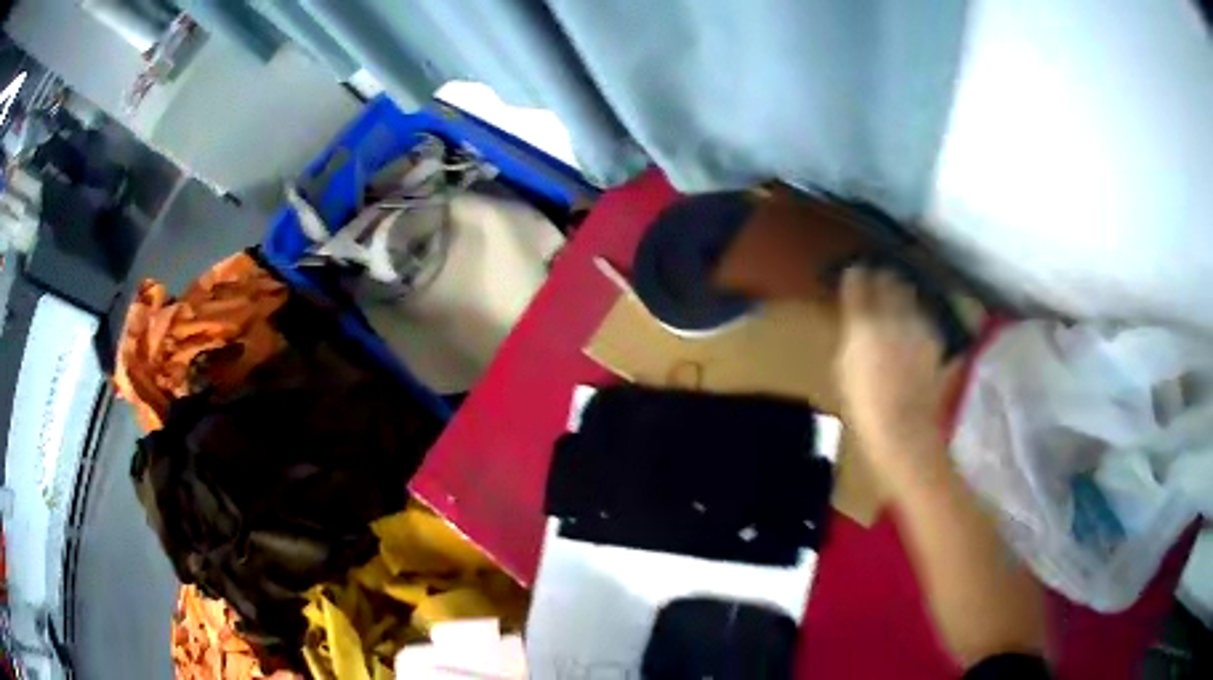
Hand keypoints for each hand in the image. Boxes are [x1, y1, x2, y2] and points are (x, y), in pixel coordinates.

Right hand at [835, 266, 956, 477]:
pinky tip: (912, 331)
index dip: (854, 276)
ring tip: (895, 305)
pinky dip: (916, 318)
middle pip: (889, 279)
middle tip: (875, 284)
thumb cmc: (863, 405)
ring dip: (901, 295)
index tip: (852, 275)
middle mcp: (894, 314)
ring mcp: (918, 325)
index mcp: (864, 321)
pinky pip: (923, 317)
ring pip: (910, 295)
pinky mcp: (935, 339)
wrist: (904, 429)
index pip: (858, 280)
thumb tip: (855, 319)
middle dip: (882, 279)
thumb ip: (851, 333)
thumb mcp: (843, 367)